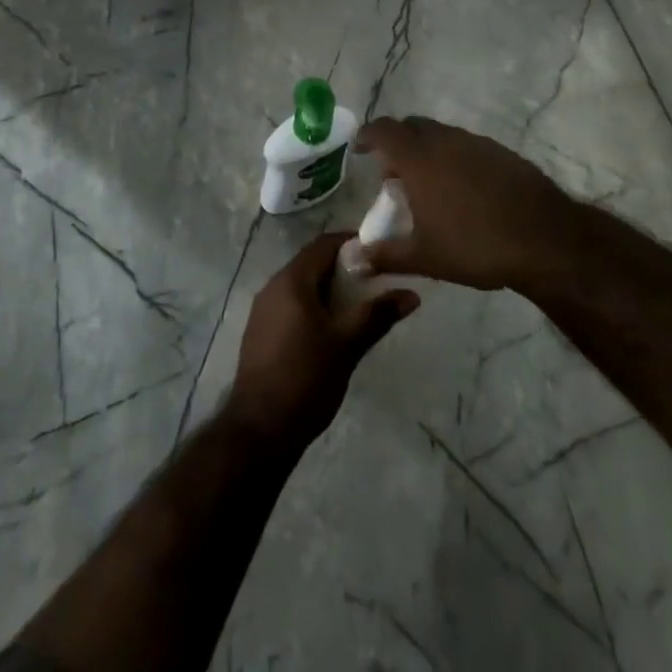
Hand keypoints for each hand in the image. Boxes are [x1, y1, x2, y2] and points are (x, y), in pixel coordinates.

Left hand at [227, 233, 418, 450]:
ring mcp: (263, 310)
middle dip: (343, 267)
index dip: (351, 242)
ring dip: (328, 288)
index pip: (323, 244)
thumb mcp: (347, 345)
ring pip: (301, 285)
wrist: (259, 430)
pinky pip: (290, 305)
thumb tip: (411, 294)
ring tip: (358, 305)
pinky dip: (313, 305)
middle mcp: (273, 286)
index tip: (379, 251)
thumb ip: (377, 315)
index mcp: (291, 281)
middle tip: (374, 280)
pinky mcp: (260, 332)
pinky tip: (331, 328)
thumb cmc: (306, 379)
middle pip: (311, 263)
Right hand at [354, 116, 577, 290]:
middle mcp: (444, 141)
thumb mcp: (424, 257)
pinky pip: (466, 145)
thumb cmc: (475, 246)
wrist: (545, 239)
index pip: (384, 130)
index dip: (368, 135)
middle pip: (411, 127)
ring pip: (440, 135)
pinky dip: (453, 157)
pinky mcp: (501, 152)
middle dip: (396, 143)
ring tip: (427, 186)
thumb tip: (351, 260)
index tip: (360, 149)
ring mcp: (476, 143)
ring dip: (426, 150)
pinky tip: (462, 190)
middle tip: (393, 175)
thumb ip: (384, 256)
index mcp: (419, 158)